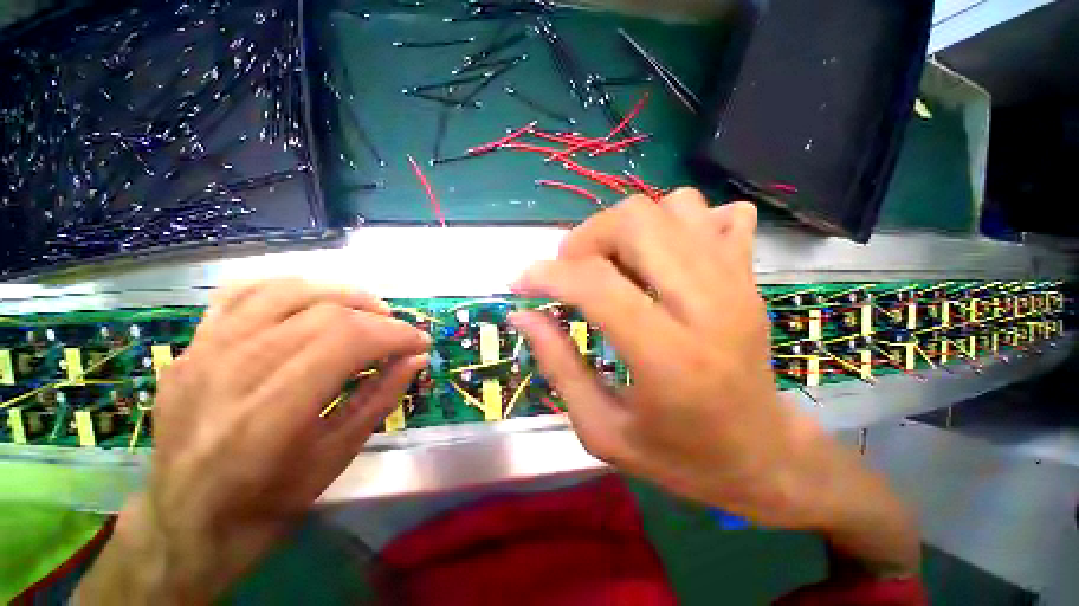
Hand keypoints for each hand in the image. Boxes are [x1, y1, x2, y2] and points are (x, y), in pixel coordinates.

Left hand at [78, 279, 429, 603]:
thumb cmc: (268, 502)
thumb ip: (381, 398)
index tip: (420, 343)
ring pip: (287, 291)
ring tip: (368, 312)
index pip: (347, 341)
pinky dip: (292, 288)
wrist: (186, 518)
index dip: (395, 334)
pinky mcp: (193, 345)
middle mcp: (231, 372)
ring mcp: (204, 352)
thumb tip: (416, 358)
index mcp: (269, 416)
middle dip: (378, 318)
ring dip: (343, 295)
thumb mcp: (337, 457)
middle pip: (324, 313)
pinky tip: (315, 303)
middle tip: (399, 335)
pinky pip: (244, 292)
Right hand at [511, 189, 918, 575]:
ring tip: (613, 264)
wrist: (764, 455)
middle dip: (586, 238)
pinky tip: (663, 257)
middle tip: (571, 271)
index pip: (595, 283)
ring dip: (627, 228)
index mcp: (667, 356)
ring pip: (672, 205)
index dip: (547, 275)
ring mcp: (735, 282)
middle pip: (635, 222)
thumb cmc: (681, 457)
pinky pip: (715, 213)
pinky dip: (677, 222)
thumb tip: (522, 316)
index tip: (521, 285)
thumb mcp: (602, 430)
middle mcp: (706, 305)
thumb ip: (558, 365)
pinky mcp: (749, 275)